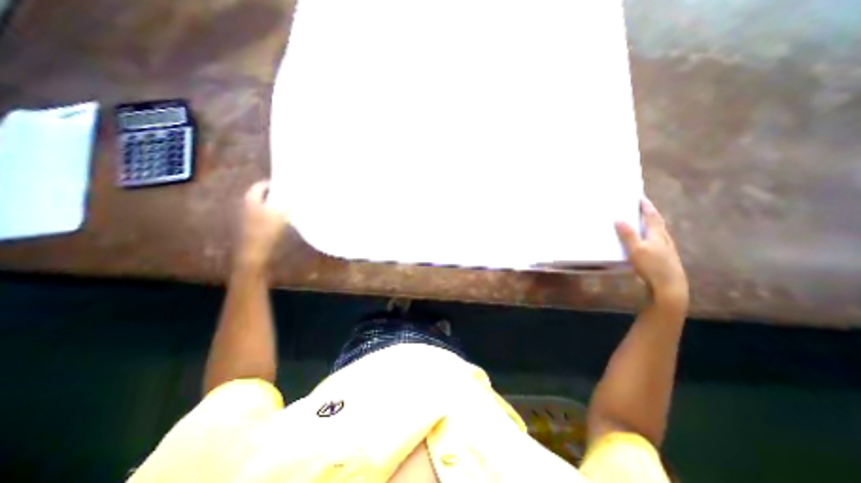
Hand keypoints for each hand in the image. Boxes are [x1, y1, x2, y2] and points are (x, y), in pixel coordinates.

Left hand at [234, 181, 288, 270]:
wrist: (255, 254)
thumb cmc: (266, 231)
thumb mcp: (280, 214)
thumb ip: (288, 203)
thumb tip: (297, 196)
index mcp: (251, 199)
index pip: (262, 185)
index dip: (275, 183)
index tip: (289, 184)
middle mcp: (248, 205)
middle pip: (264, 195)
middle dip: (278, 194)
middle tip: (293, 194)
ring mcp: (251, 217)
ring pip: (267, 205)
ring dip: (279, 205)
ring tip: (293, 205)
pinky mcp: (256, 227)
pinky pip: (268, 215)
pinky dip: (277, 214)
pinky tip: (288, 219)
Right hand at [615, 198, 689, 309]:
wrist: (669, 287)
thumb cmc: (652, 267)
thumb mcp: (636, 250)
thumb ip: (628, 235)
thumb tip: (619, 219)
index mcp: (657, 234)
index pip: (651, 216)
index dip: (646, 206)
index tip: (640, 197)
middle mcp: (663, 239)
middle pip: (657, 223)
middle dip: (649, 214)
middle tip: (639, 207)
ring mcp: (665, 249)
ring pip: (657, 232)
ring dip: (649, 225)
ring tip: (639, 222)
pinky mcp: (663, 258)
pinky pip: (655, 241)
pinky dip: (648, 236)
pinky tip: (644, 242)